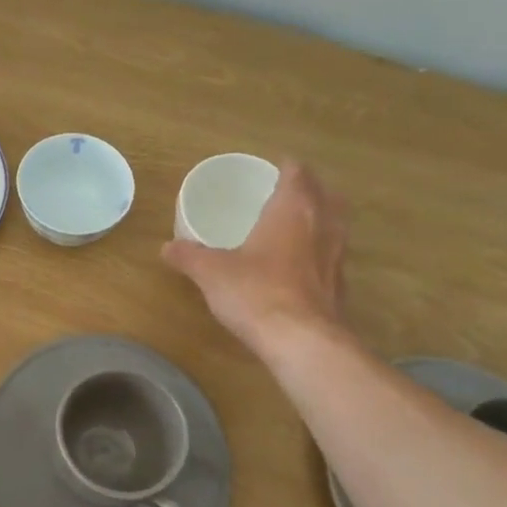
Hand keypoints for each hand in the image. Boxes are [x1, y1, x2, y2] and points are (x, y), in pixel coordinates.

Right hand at [161, 159, 348, 354]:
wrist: (302, 341)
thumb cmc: (256, 292)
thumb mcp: (211, 272)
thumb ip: (189, 256)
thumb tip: (166, 247)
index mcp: (292, 211)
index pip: (298, 175)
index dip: (288, 167)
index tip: (275, 166)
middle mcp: (322, 225)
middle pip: (325, 195)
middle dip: (309, 189)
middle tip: (287, 192)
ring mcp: (337, 256)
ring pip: (334, 224)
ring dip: (320, 218)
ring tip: (297, 224)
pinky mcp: (340, 285)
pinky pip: (332, 255)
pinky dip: (319, 251)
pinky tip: (301, 264)